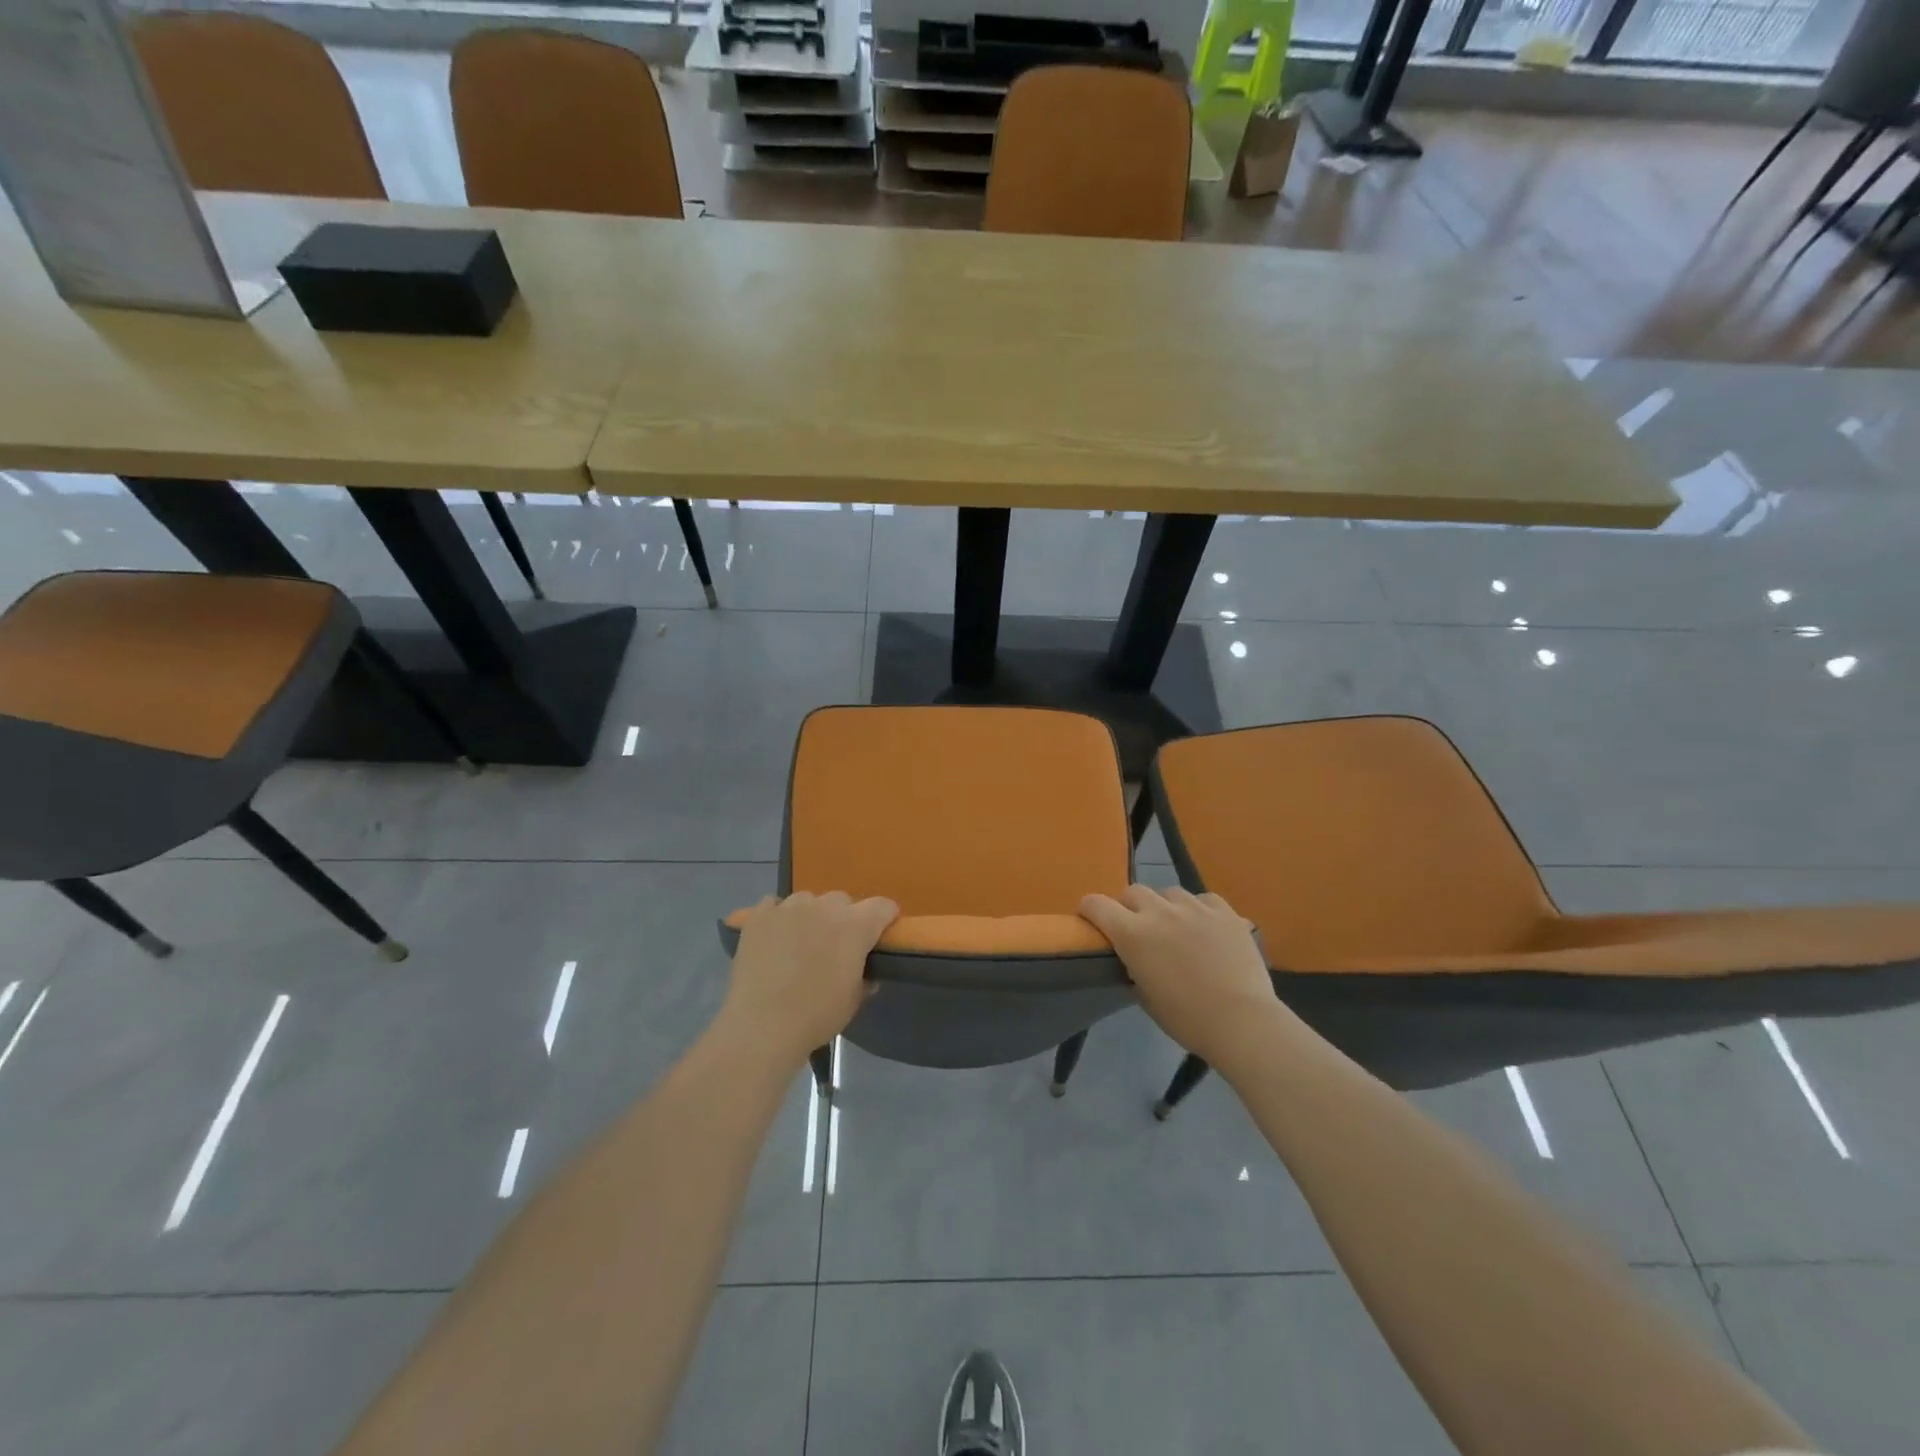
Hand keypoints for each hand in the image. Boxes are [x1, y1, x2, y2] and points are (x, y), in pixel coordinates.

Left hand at [720, 892, 898, 1066]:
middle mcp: (824, 907)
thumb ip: (864, 978)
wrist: (762, 1026)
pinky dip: (779, 918)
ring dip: (811, 916)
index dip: (885, 919)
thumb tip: (867, 973)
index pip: (883, 906)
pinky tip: (774, 939)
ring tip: (801, 942)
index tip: (879, 935)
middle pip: (843, 900)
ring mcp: (789, 907)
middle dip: (844, 918)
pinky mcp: (759, 915)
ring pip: (808, 900)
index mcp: (855, 926)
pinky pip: (775, 905)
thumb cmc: (816, 1015)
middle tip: (835, 946)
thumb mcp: (853, 1001)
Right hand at [1079, 885, 1282, 1069]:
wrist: (1241, 1021)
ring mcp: (1195, 908)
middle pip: (1133, 891)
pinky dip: (1200, 910)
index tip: (1091, 920)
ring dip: (1166, 906)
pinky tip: (1207, 927)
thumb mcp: (1145, 997)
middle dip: (1129, 906)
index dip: (1089, 909)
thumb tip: (1135, 959)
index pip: (1096, 904)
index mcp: (1133, 934)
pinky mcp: (1225, 912)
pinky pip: (1205, 899)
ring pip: (1170, 892)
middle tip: (1138, 928)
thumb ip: (1134, 968)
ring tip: (1176, 927)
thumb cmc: (1186, 1018)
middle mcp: (1160, 911)